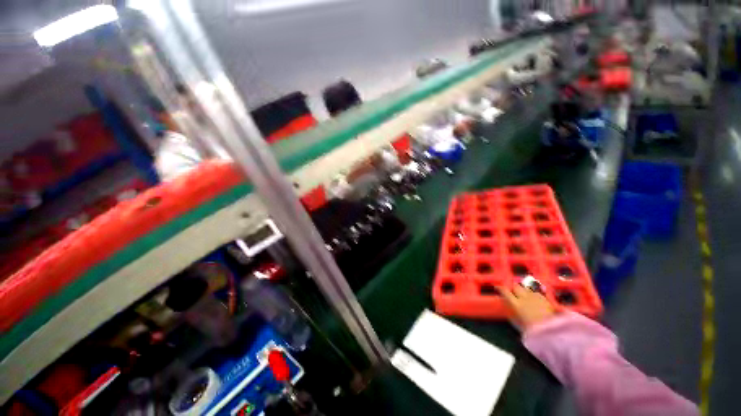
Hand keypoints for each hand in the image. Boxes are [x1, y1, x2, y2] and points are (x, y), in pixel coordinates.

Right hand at [502, 285, 556, 330]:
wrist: (552, 331)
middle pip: (516, 286)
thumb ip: (511, 314)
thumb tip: (506, 307)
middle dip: (513, 287)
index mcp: (515, 303)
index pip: (504, 291)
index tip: (497, 287)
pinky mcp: (545, 299)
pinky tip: (534, 298)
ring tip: (524, 294)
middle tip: (512, 291)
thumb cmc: (531, 330)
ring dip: (524, 290)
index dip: (500, 288)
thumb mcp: (517, 324)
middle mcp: (524, 297)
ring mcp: (536, 297)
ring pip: (527, 288)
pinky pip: (536, 293)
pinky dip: (533, 294)